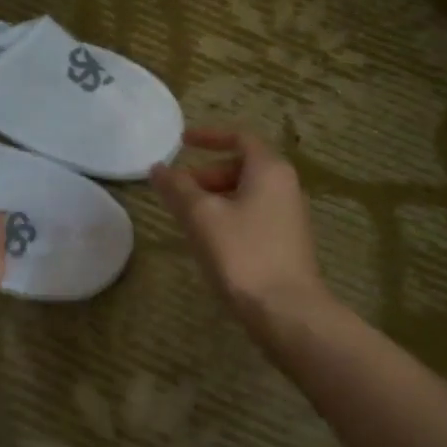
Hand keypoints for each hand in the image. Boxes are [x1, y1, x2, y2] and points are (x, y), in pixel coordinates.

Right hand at [150, 127, 326, 318]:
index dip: (209, 136)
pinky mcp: (285, 242)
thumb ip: (177, 188)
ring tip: (186, 219)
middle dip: (205, 174)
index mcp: (269, 169)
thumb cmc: (242, 253)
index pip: (240, 137)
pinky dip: (227, 216)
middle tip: (177, 192)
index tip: (181, 142)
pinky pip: (252, 215)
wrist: (286, 310)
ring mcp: (288, 215)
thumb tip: (158, 168)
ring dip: (214, 198)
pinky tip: (209, 241)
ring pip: (245, 193)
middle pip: (241, 166)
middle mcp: (285, 186)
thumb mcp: (201, 216)